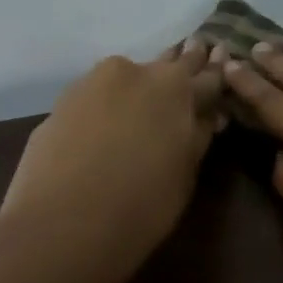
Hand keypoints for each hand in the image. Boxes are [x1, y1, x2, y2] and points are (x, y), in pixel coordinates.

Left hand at [0, 40, 226, 282]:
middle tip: (195, 54)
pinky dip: (109, 104)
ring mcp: (91, 85)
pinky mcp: (58, 105)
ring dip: (141, 84)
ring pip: (126, 77)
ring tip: (151, 95)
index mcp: (176, 86)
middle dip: (182, 62)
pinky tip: (111, 121)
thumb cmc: (144, 201)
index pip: (208, 73)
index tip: (225, 57)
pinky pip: (96, 98)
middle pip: (166, 63)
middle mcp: (135, 72)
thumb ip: (198, 132)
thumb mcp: (188, 169)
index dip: (218, 70)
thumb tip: (208, 114)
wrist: (61, 227)